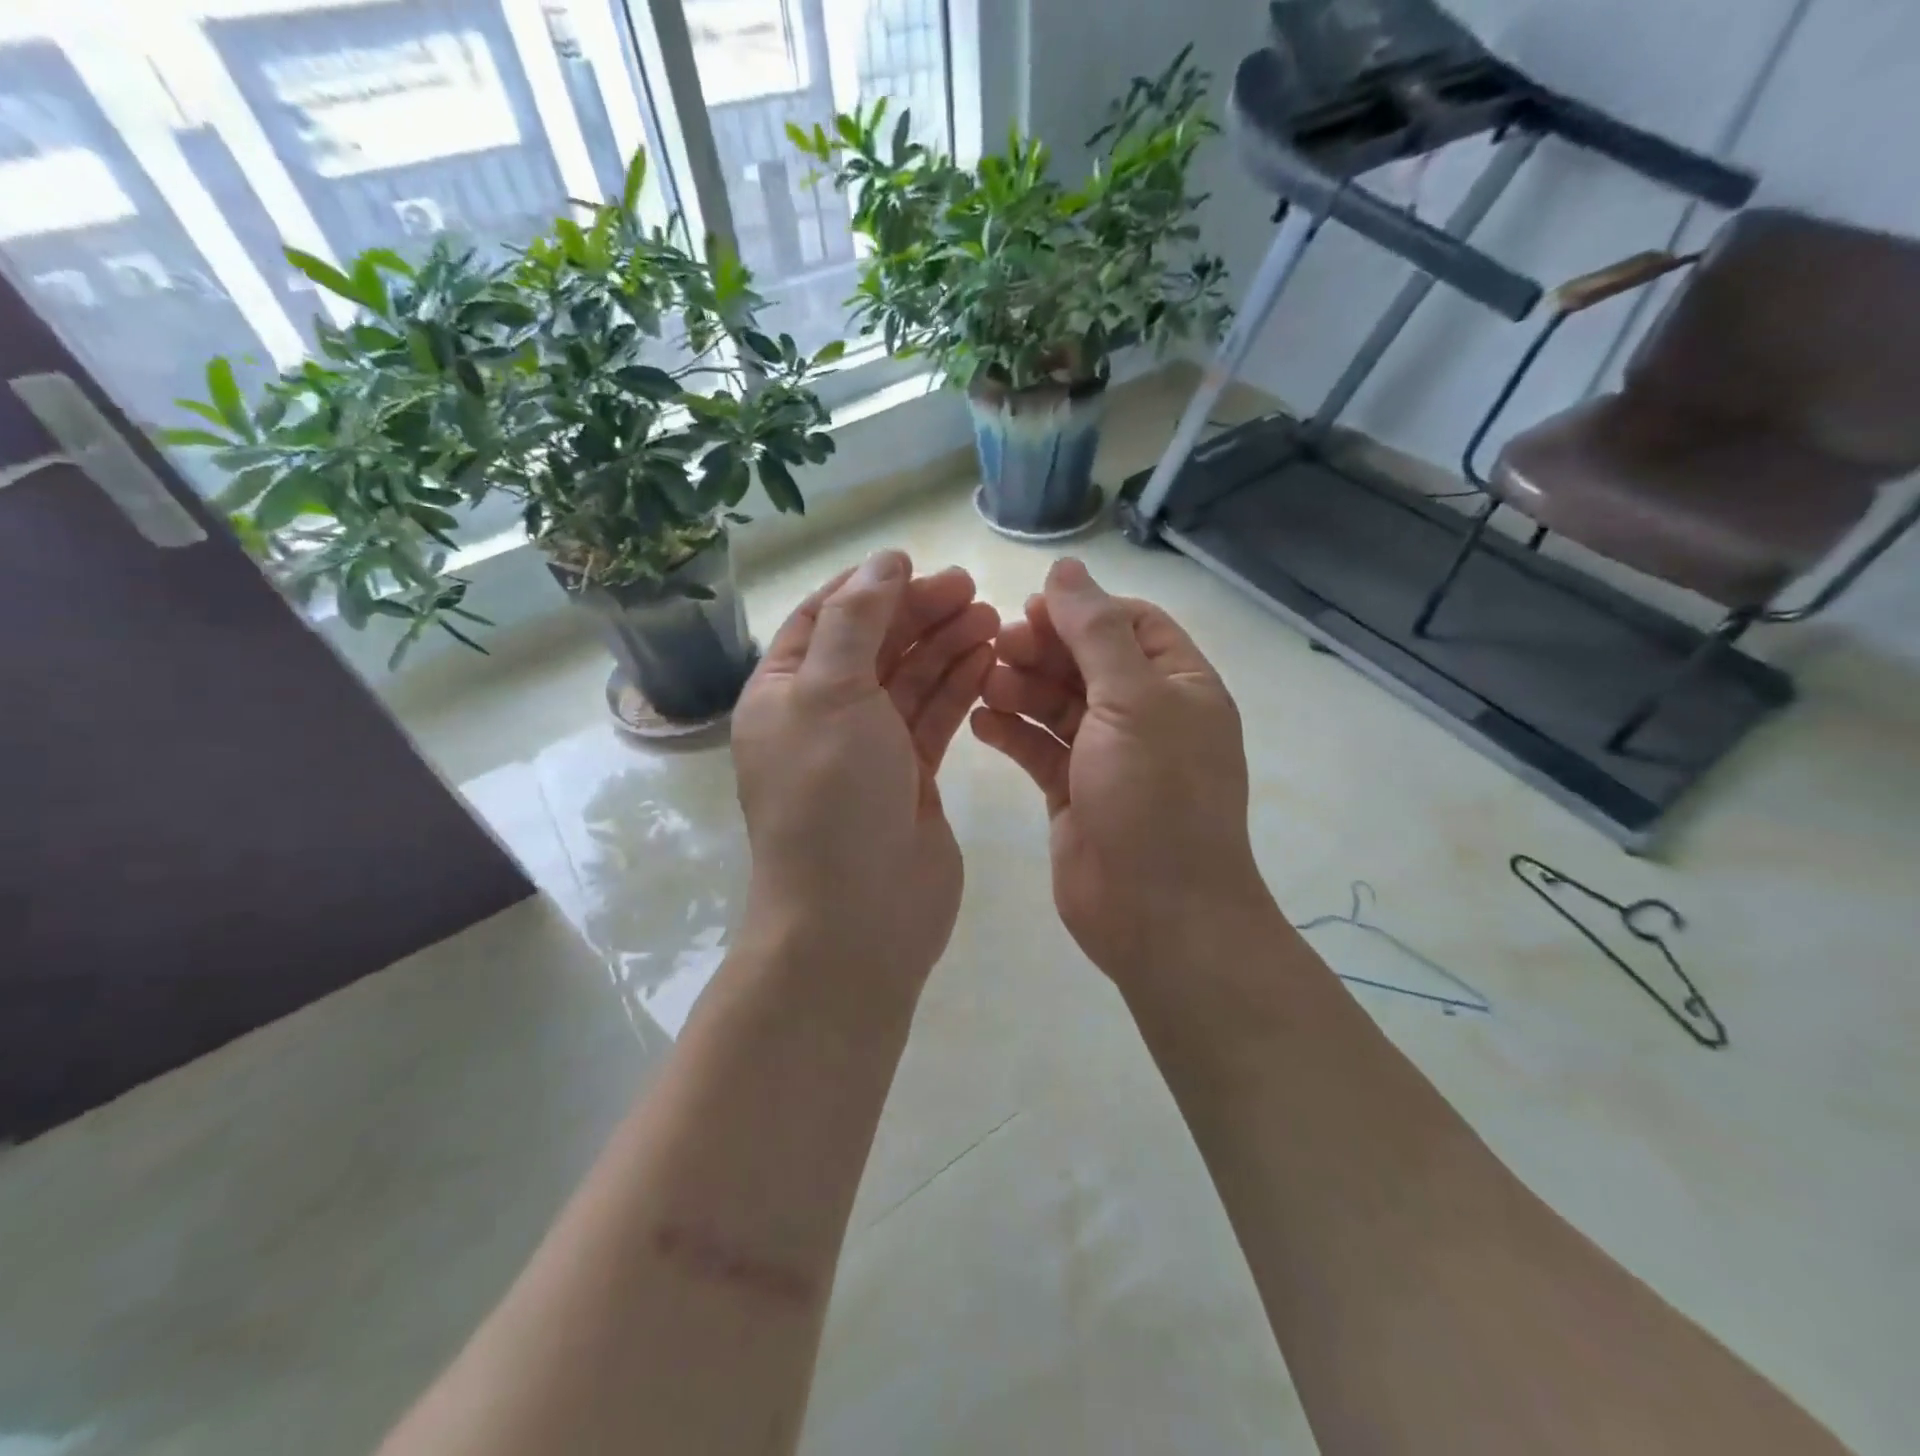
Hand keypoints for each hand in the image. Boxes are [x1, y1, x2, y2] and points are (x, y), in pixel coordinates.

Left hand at [733, 552, 999, 988]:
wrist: (857, 917)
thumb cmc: (831, 797)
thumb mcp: (829, 693)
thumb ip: (855, 620)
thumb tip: (882, 562)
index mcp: (783, 693)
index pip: (823, 618)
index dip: (869, 588)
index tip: (918, 565)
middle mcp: (822, 716)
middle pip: (873, 645)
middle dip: (918, 613)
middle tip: (972, 589)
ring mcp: (869, 749)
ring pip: (909, 680)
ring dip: (945, 645)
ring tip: (990, 617)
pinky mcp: (910, 777)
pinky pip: (932, 718)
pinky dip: (957, 687)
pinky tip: (986, 660)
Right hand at [970, 558, 1273, 987]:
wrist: (1157, 914)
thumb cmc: (1154, 796)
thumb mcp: (1131, 700)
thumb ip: (1096, 632)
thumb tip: (1067, 568)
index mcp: (1179, 685)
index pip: (1132, 624)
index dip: (1083, 610)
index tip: (1033, 608)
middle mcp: (1147, 716)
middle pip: (1088, 662)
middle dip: (1044, 648)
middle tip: (995, 643)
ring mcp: (1108, 757)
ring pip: (1058, 705)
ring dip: (1021, 687)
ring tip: (983, 680)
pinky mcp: (1074, 792)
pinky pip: (1040, 749)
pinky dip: (1012, 733)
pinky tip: (979, 722)